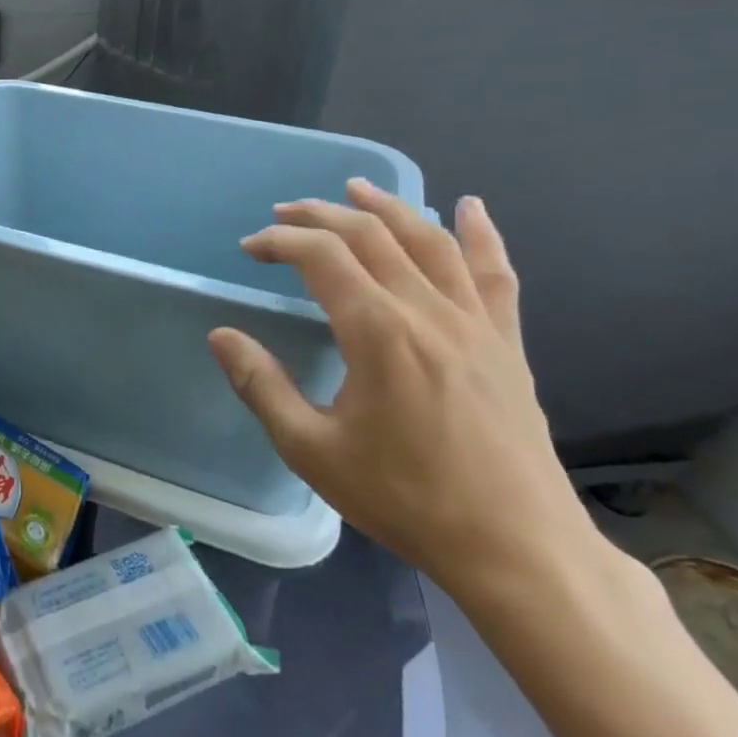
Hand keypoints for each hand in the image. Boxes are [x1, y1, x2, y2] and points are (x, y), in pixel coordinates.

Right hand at [207, 179, 599, 593]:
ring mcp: (475, 323)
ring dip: (388, 208)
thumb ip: (261, 385)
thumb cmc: (404, 498)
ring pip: (429, 242)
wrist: (516, 548)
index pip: (322, 256)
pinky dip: (480, 235)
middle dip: (321, 215)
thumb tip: (221, 335)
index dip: (280, 241)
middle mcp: (427, 311)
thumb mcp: (311, 449)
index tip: (251, 249)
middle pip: (372, 236)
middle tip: (284, 214)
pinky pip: (494, 274)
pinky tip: (471, 207)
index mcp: (377, 331)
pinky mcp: (507, 343)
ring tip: (356, 188)